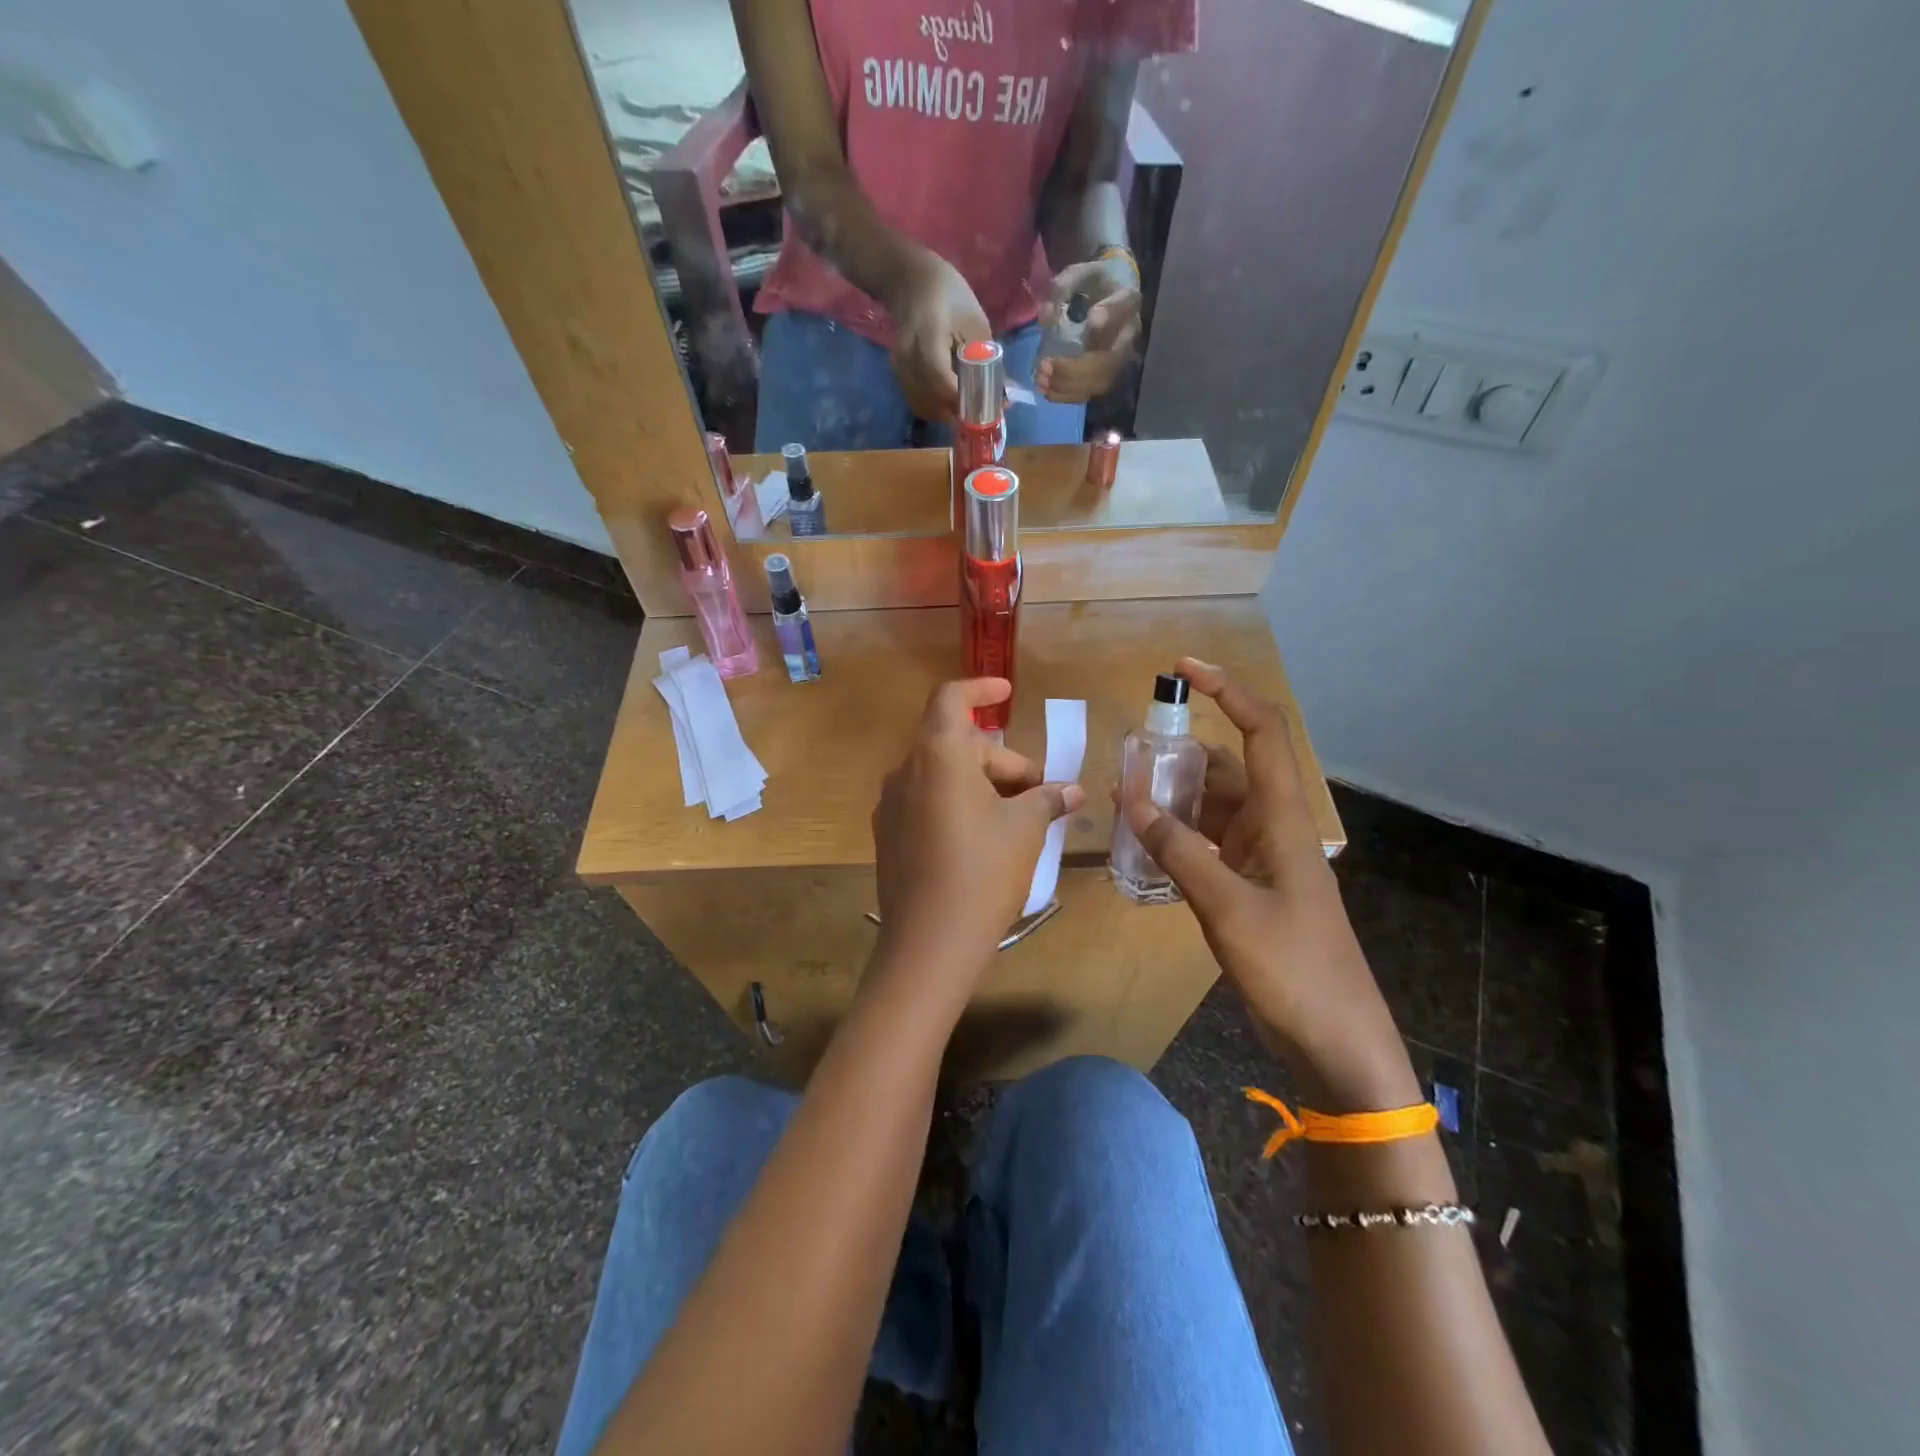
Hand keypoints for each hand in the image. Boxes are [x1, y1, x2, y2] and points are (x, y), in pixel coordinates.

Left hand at [871, 679, 1085, 1005]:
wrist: (929, 943)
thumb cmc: (983, 872)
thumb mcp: (1025, 830)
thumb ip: (1047, 799)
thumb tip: (1072, 791)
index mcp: (938, 755)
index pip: (951, 698)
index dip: (980, 687)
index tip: (1006, 692)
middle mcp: (906, 770)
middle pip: (957, 745)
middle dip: (1001, 762)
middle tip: (1037, 796)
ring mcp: (891, 804)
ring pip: (942, 776)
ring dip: (980, 785)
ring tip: (1016, 821)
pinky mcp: (887, 835)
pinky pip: (926, 802)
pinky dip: (956, 805)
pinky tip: (981, 841)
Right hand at [887, 252, 991, 421]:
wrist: (908, 278)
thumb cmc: (946, 292)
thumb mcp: (974, 320)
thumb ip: (985, 358)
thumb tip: (1001, 393)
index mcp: (928, 340)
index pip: (943, 383)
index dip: (964, 401)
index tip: (985, 409)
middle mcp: (908, 358)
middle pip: (932, 400)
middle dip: (957, 412)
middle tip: (979, 412)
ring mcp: (899, 367)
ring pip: (923, 405)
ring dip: (945, 413)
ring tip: (966, 408)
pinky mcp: (897, 373)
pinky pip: (916, 400)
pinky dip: (933, 407)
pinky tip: (948, 402)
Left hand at [1035, 256, 1141, 403]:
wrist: (1107, 296)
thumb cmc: (1092, 284)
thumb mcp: (1079, 275)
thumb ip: (1063, 287)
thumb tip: (1046, 317)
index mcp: (1127, 300)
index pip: (1123, 306)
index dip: (1110, 314)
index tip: (1092, 318)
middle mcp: (1129, 334)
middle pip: (1109, 359)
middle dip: (1075, 368)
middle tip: (1045, 366)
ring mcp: (1120, 359)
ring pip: (1099, 381)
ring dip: (1068, 385)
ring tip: (1041, 380)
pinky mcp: (1107, 375)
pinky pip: (1090, 392)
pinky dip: (1067, 395)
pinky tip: (1047, 391)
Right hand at [1120, 659, 1410, 1104]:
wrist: (1336, 1042)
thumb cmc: (1294, 969)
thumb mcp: (1228, 908)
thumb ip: (1179, 852)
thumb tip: (1133, 801)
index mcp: (1283, 819)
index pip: (1261, 733)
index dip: (1229, 691)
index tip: (1184, 668)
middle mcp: (1272, 827)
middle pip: (1227, 768)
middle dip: (1181, 752)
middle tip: (1129, 751)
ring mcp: (1260, 859)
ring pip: (1213, 808)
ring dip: (1174, 796)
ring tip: (1124, 793)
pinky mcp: (1248, 888)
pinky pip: (1206, 845)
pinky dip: (1176, 836)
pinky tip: (1143, 840)